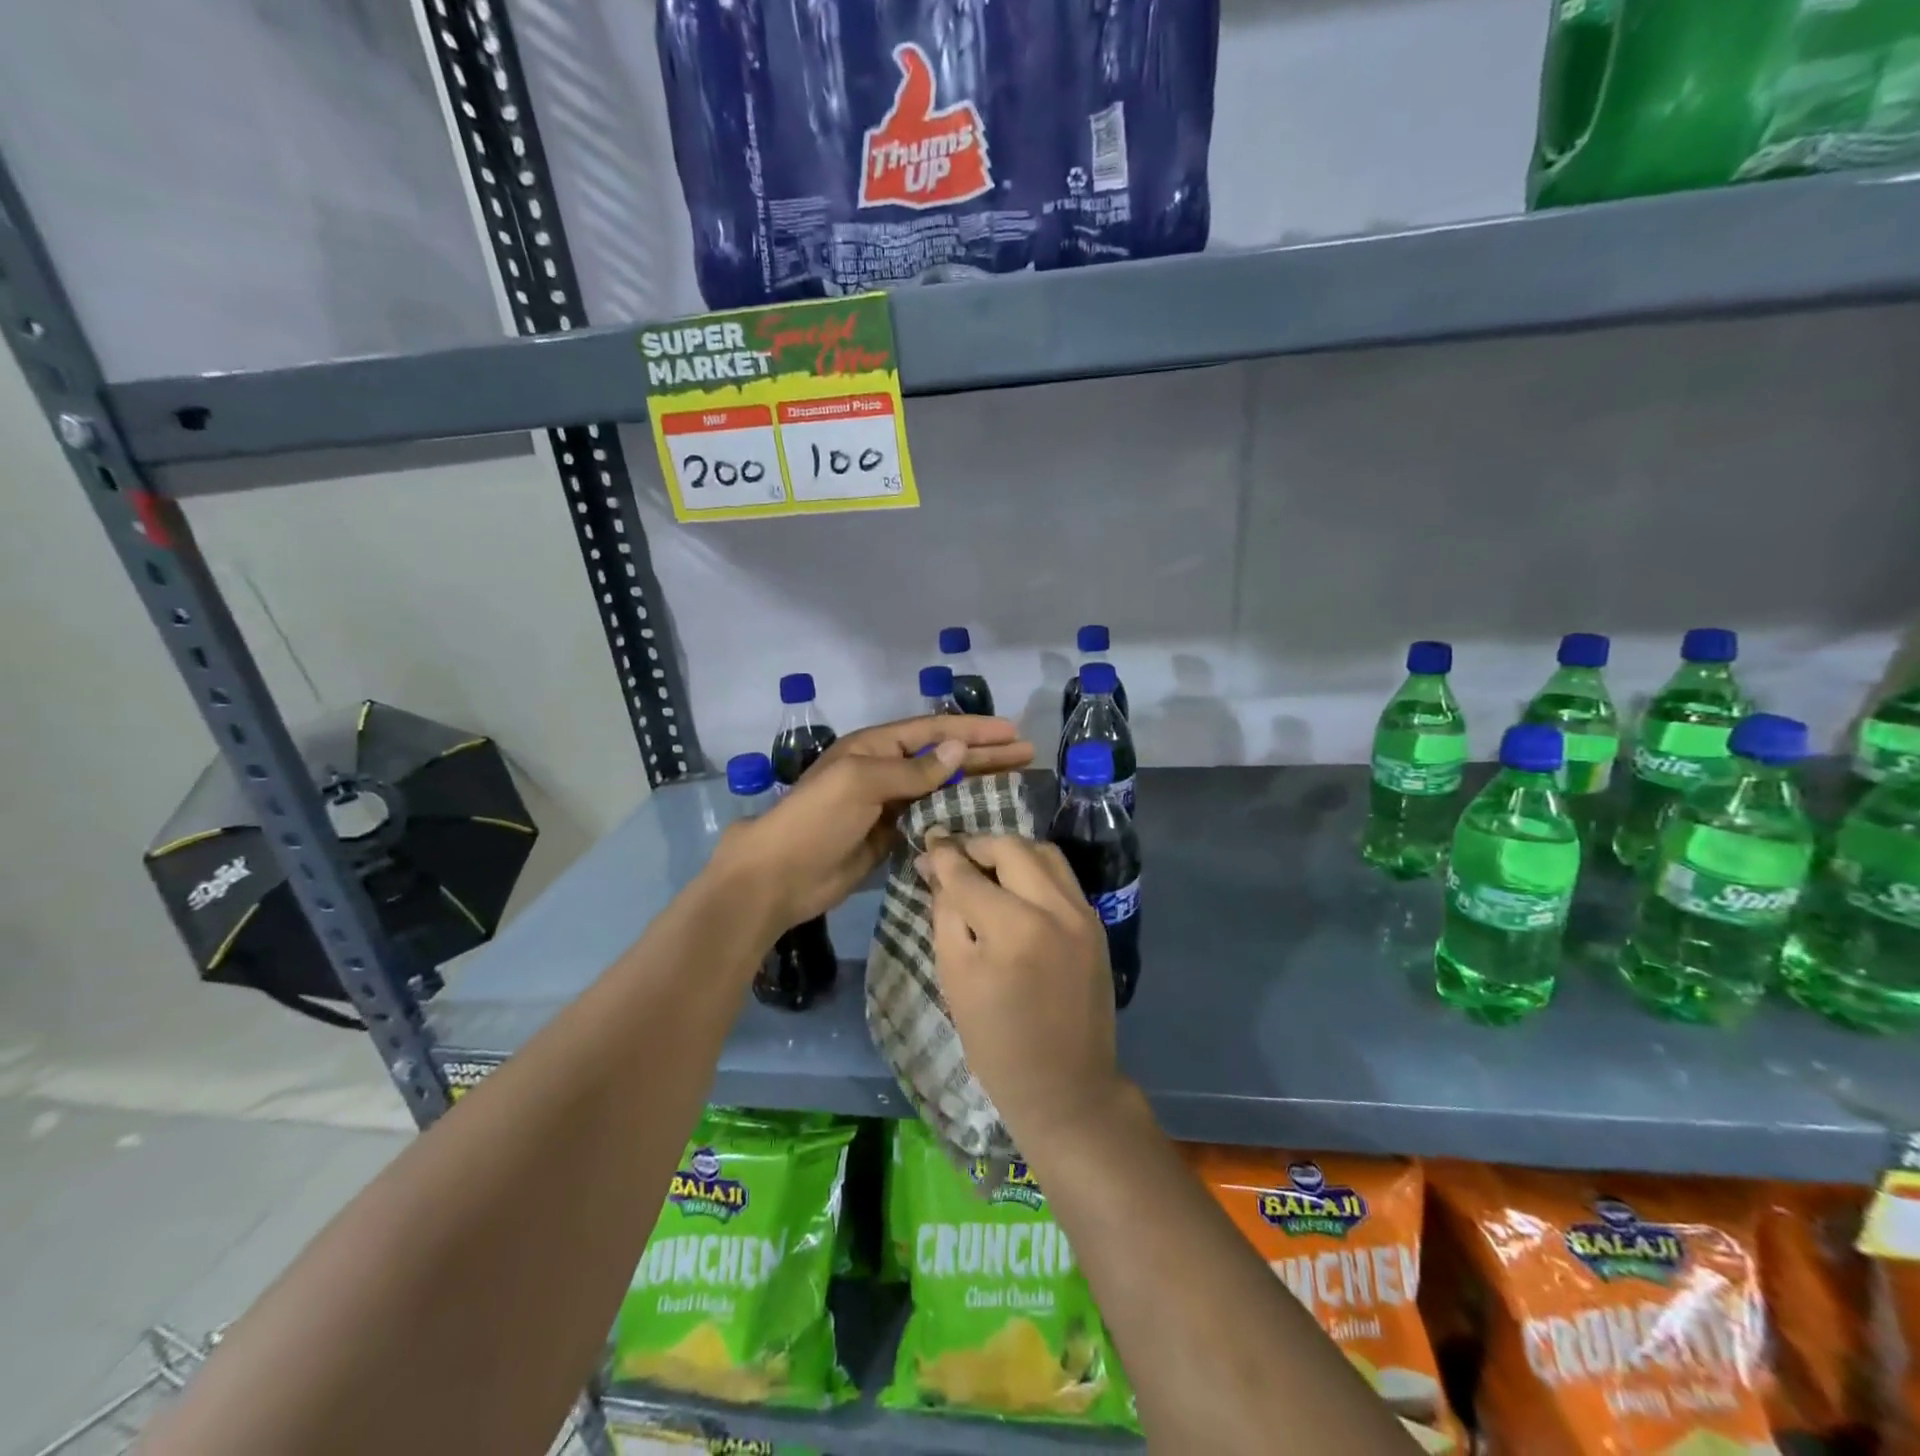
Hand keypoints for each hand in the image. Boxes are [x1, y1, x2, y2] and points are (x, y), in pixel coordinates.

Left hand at [712, 715, 1032, 932]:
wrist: (780, 875)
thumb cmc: (817, 819)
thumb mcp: (863, 782)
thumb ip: (913, 769)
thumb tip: (959, 749)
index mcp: (876, 746)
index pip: (934, 731)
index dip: (973, 730)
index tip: (1011, 731)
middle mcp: (886, 769)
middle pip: (945, 756)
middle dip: (985, 754)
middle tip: (1027, 753)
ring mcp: (890, 804)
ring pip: (943, 787)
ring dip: (977, 782)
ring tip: (1017, 779)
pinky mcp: (891, 836)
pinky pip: (932, 818)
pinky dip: (958, 815)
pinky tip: (985, 816)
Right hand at [920, 835, 1127, 1149]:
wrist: (1066, 1087)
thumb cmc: (997, 1042)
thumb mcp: (955, 978)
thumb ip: (946, 914)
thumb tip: (939, 869)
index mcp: (1012, 928)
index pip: (968, 873)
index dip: (943, 854)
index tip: (927, 842)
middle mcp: (1054, 909)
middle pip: (1011, 847)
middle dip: (977, 844)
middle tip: (953, 856)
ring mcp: (1082, 914)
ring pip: (1043, 852)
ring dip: (1009, 851)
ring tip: (985, 865)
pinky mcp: (1096, 924)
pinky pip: (1062, 877)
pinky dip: (1034, 870)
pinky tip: (1015, 886)